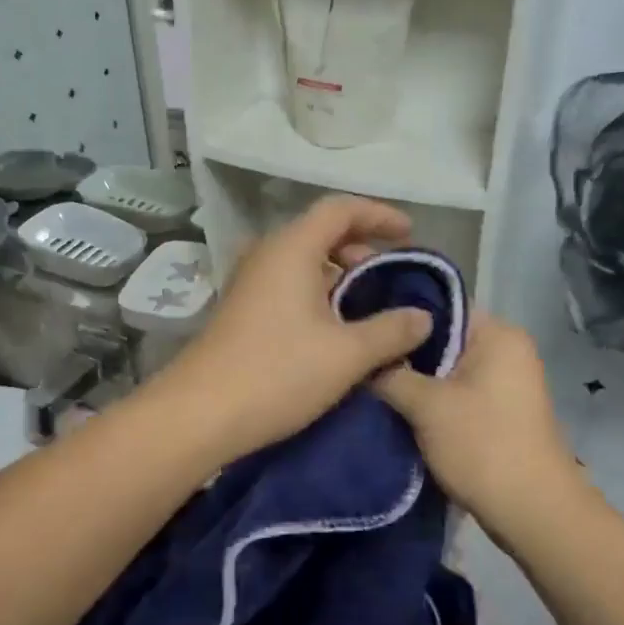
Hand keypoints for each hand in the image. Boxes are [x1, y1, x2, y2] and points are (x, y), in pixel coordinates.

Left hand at [158, 196, 433, 461]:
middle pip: (320, 233)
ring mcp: (248, 283)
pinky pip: (287, 286)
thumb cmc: (277, 373)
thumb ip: (392, 330)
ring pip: (302, 263)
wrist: (200, 415)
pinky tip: (334, 330)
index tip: (410, 234)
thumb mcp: (347, 354)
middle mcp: (266, 256)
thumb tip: (423, 317)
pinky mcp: (241, 311)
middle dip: (361, 249)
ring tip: (369, 306)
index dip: (379, 214)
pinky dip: (317, 295)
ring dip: (339, 276)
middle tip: (392, 277)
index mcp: (291, 249)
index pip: (340, 209)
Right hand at [371, 313, 582, 535]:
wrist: (532, 512)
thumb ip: (390, 374)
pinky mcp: (499, 411)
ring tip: (370, 385)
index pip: (438, 308)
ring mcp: (505, 382)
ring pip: (446, 370)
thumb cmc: (482, 445)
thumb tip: (361, 361)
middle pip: (441, 339)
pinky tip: (397, 409)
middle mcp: (506, 350)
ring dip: (414, 380)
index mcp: (497, 334)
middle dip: (402, 354)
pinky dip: (430, 401)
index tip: (362, 330)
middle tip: (359, 361)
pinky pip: (456, 393)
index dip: (397, 318)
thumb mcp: (426, 405)